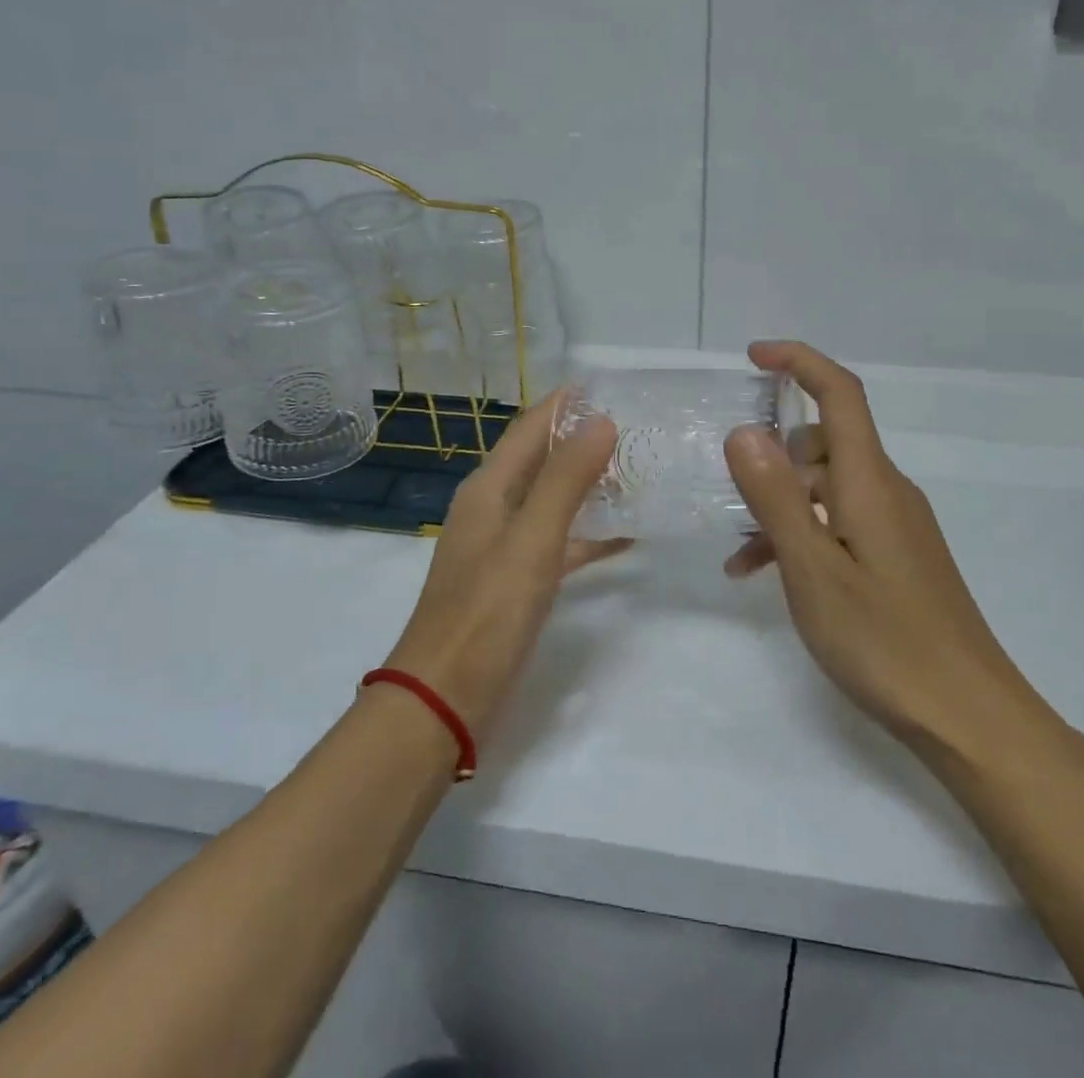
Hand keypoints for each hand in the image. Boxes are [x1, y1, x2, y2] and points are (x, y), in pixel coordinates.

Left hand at [384, 390, 624, 739]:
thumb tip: (602, 422)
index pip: (530, 427)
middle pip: (542, 460)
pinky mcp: (516, 581)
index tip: (610, 385)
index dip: (565, 404)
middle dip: (583, 441)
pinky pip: (558, 542)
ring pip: (552, 500)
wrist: (445, 698)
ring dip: (589, 485)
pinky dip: (588, 534)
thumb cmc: (487, 612)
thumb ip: (566, 480)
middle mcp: (493, 508)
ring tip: (638, 472)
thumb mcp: (532, 539)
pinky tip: (625, 536)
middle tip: (637, 428)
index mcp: (488, 488)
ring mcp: (503, 546)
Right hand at [724, 341, 1044, 757]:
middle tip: (730, 496)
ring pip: (827, 487)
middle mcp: (887, 491)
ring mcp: (895, 525)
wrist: (971, 718)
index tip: (752, 356)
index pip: (840, 393)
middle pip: (825, 441)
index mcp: (870, 481)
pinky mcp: (897, 556)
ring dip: (781, 505)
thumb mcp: (813, 570)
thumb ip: (776, 497)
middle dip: (773, 457)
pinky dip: (803, 534)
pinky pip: (840, 523)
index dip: (799, 362)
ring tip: (741, 556)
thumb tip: (744, 431)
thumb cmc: (885, 642)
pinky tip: (769, 577)